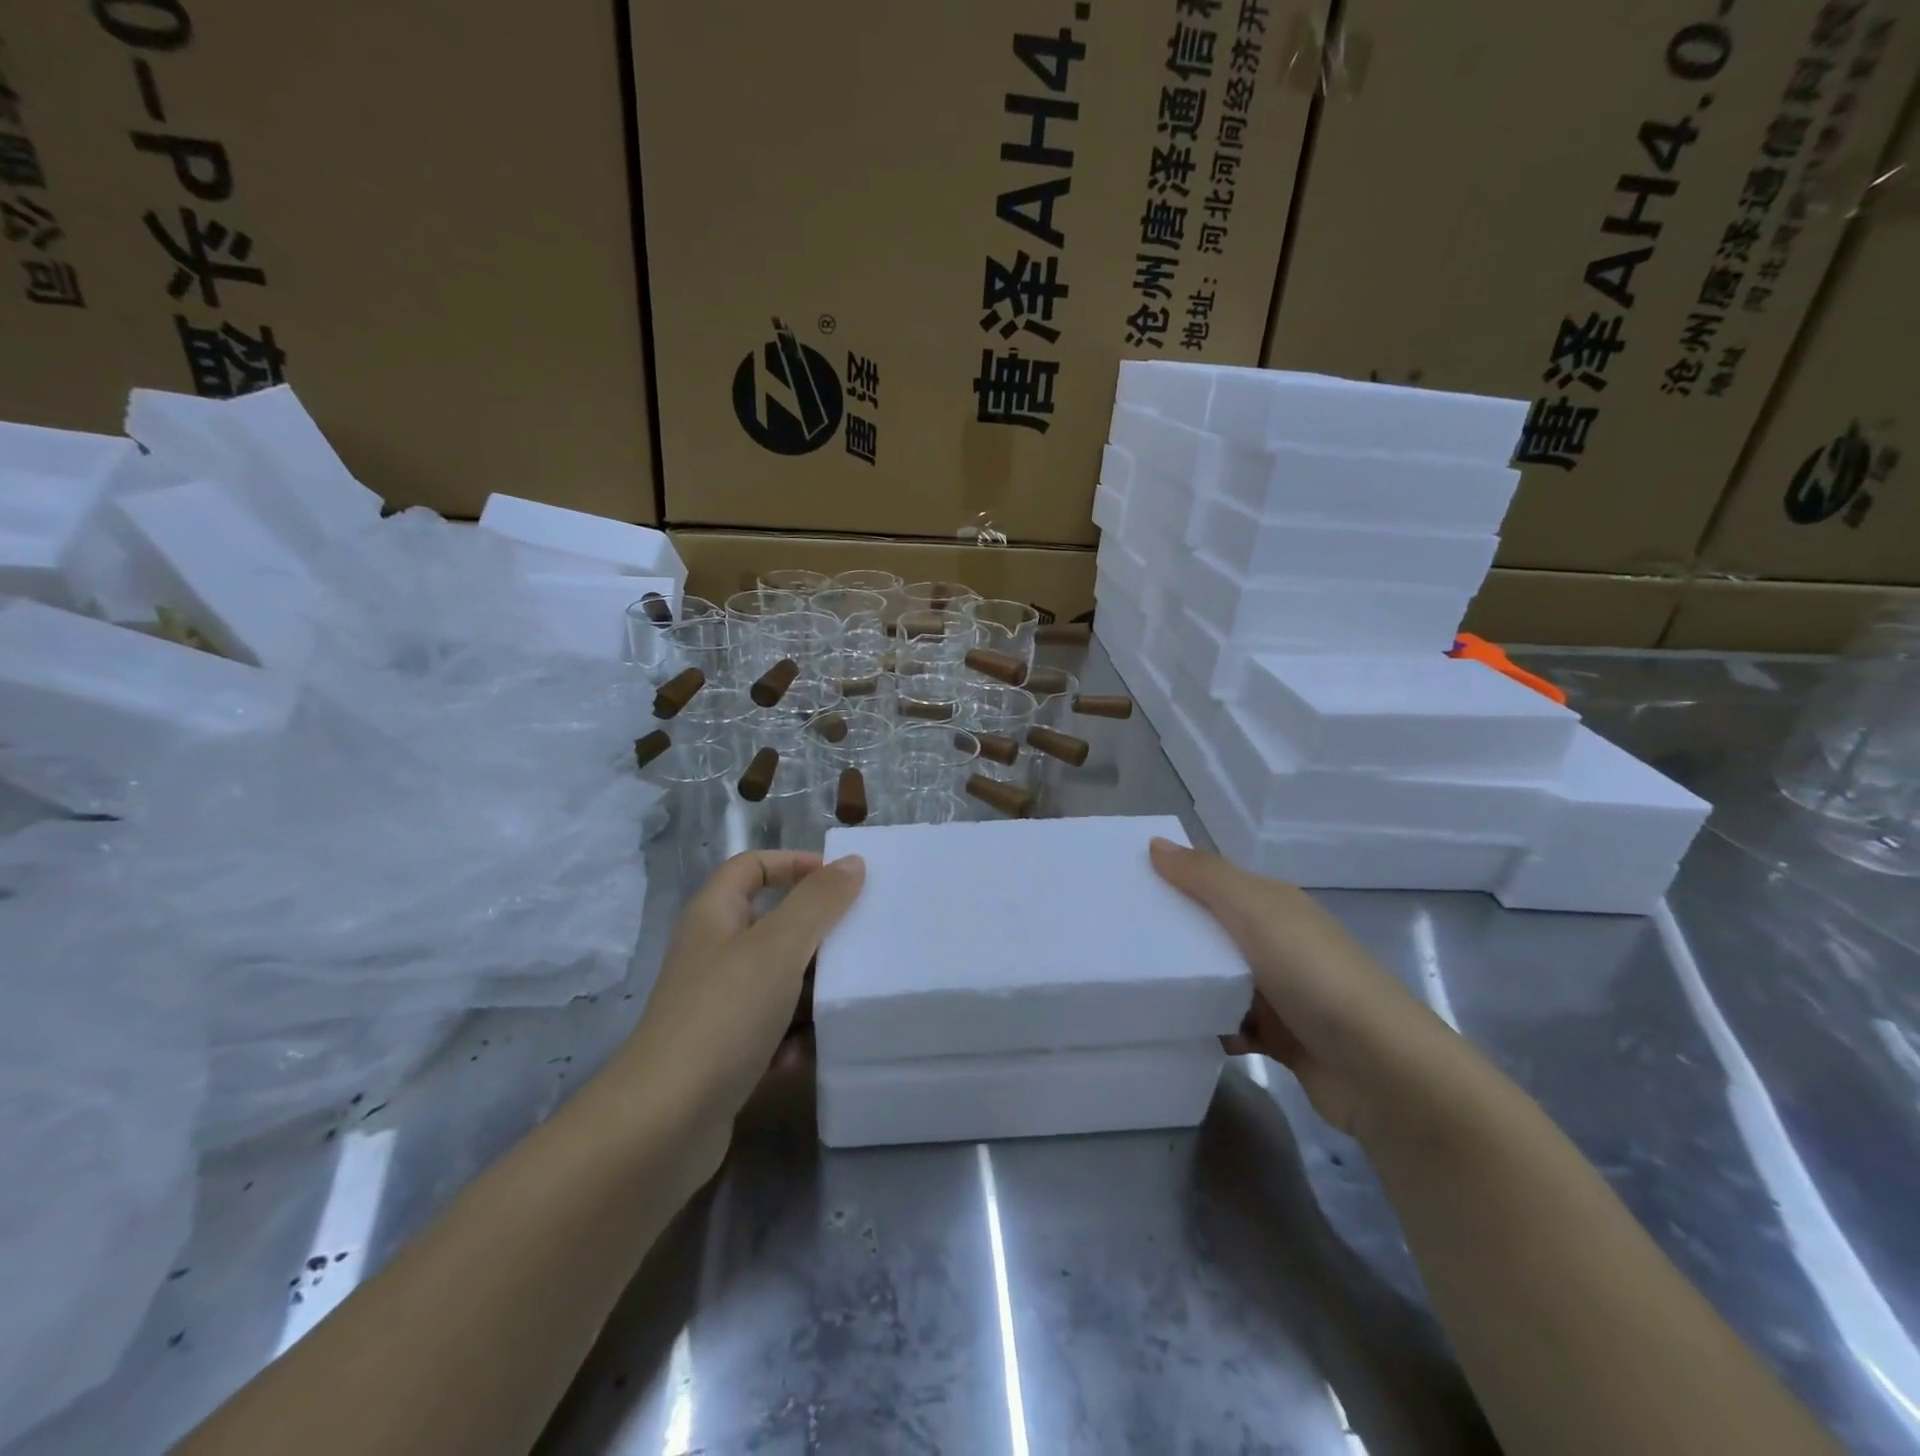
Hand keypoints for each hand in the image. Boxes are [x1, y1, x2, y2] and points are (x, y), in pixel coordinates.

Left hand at [614, 850, 864, 1177]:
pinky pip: (771, 1031)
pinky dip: (793, 1037)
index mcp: (714, 916)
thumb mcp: (779, 946)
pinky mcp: (725, 1054)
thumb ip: (818, 901)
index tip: (842, 880)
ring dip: (811, 989)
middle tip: (861, 938)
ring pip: (776, 981)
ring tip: (851, 995)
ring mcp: (717, 1007)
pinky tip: (812, 1050)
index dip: (794, 864)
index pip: (752, 866)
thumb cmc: (724, 1014)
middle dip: (816, 932)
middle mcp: (712, 955)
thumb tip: (852, 862)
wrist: (664, 1124)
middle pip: (771, 925)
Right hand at [1150, 838, 1458, 1142]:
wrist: (1382, 1070)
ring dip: (1193, 985)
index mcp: (1274, 905)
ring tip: (1144, 988)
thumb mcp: (1256, 911)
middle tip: (1121, 943)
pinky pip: (1233, 1024)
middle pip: (1213, 931)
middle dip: (1175, 937)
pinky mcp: (1283, 1038)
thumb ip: (1205, 877)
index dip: (1173, 881)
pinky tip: (1187, 1030)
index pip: (1213, 882)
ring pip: (1221, 979)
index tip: (1124, 890)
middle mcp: (1279, 942)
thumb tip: (1155, 843)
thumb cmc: (1314, 976)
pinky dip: (1214, 1026)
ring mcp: (1283, 992)